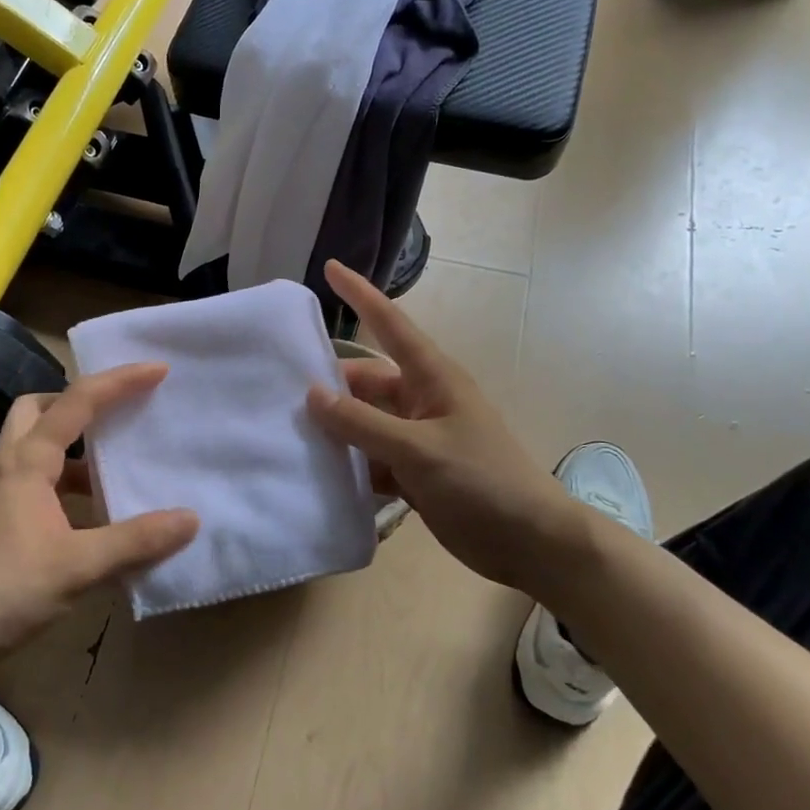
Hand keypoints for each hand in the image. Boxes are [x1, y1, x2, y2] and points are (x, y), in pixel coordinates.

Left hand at [0, 364, 197, 679]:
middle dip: (76, 400)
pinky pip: (35, 478)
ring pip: (33, 444)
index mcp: (27, 463)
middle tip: (114, 410)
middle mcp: (9, 466)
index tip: (157, 370)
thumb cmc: (6, 589)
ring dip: (71, 442)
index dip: (119, 381)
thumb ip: (136, 541)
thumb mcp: (79, 566)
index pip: (77, 403)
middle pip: (37, 409)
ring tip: (111, 459)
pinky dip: (64, 478)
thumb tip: (190, 519)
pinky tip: (90, 509)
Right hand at [308, 260, 588, 592]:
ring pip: (364, 424)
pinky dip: (350, 466)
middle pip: (366, 383)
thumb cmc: (482, 480)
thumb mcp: (418, 449)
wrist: (529, 542)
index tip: (329, 267)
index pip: (390, 324)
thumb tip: (312, 395)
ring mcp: (417, 438)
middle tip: (280, 396)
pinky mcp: (414, 472)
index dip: (360, 295)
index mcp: (432, 377)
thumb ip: (363, 423)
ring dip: (336, 432)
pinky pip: (371, 459)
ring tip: (289, 437)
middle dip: (330, 388)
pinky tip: (319, 477)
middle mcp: (421, 400)